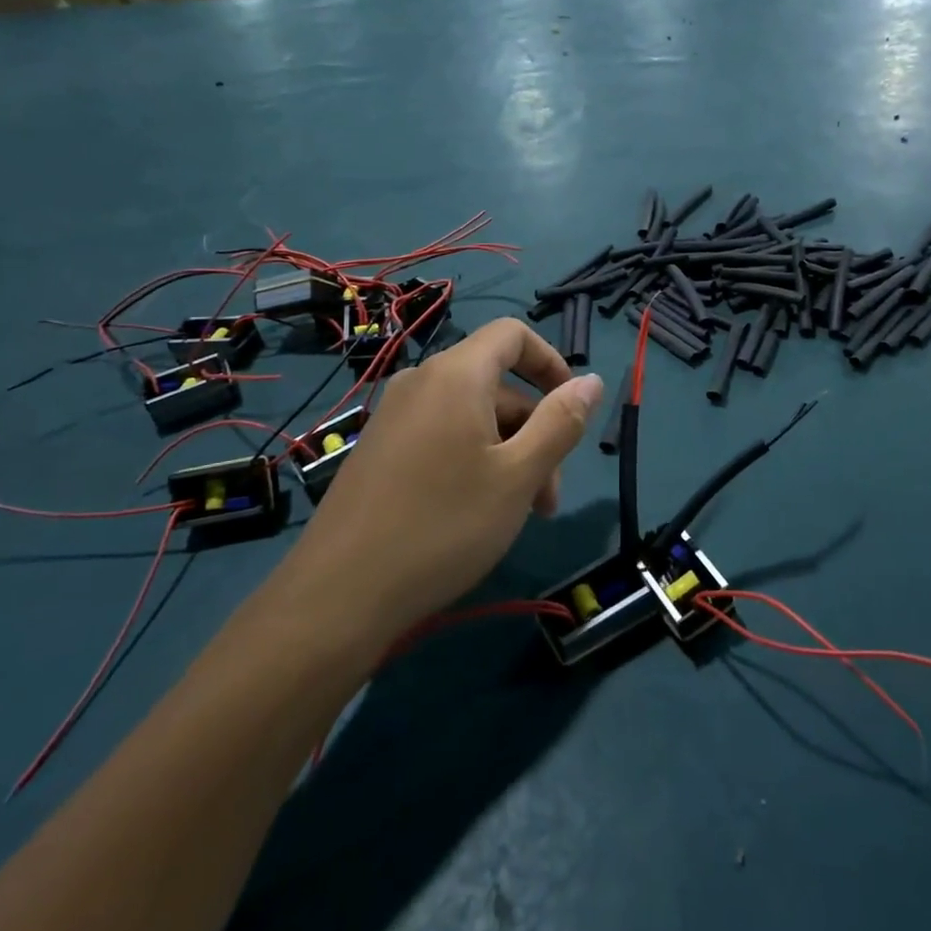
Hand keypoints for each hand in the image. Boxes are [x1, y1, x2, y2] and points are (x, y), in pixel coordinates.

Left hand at [270, 319, 603, 640]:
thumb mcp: (518, 475)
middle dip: (534, 429)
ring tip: (519, 513)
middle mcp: (420, 382)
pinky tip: (476, 513)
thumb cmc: (444, 526)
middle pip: (496, 384)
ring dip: (507, 453)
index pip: (512, 334)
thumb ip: (561, 422)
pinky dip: (472, 460)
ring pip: (471, 416)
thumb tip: (592, 381)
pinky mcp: (379, 450)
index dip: (551, 361)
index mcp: (456, 375)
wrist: (338, 595)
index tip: (572, 409)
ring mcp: (394, 416)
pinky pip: (441, 436)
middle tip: (548, 497)